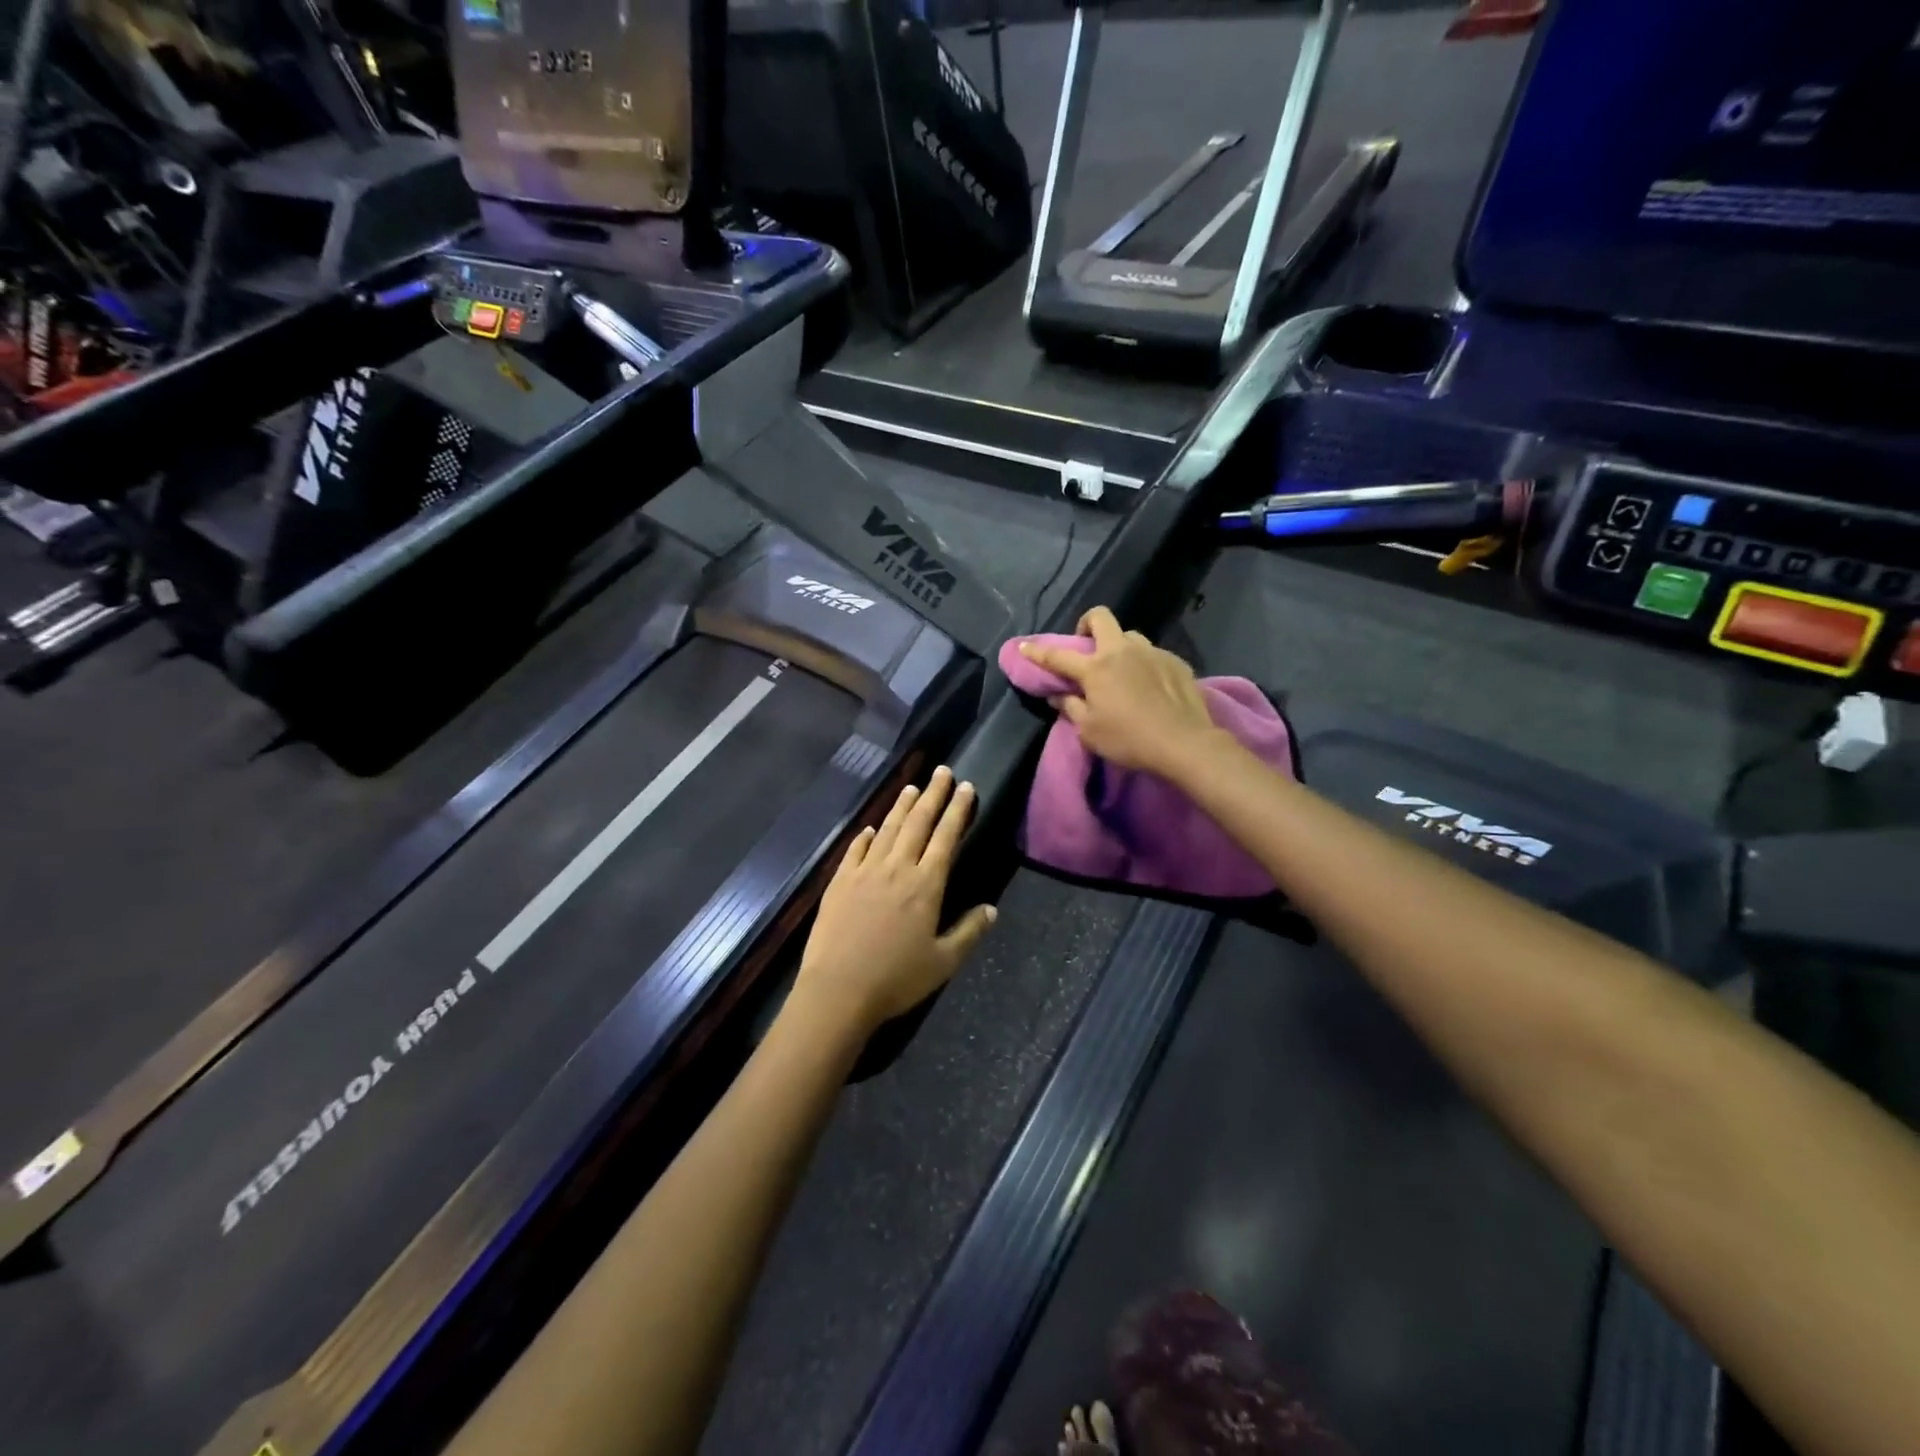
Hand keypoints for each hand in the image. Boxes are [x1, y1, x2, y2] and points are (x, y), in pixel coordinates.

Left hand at [792, 767, 996, 1036]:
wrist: (838, 990)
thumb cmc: (896, 979)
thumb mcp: (943, 962)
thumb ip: (969, 932)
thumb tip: (991, 909)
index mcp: (926, 885)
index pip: (946, 837)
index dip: (957, 810)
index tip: (965, 787)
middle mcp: (896, 868)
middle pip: (917, 823)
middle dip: (932, 795)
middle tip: (941, 772)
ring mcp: (864, 872)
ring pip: (887, 830)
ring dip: (901, 807)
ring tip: (911, 788)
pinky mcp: (839, 882)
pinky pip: (855, 850)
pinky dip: (866, 836)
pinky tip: (870, 828)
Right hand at [1019, 607, 1219, 778]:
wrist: (1184, 743)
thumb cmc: (1129, 740)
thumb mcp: (1090, 732)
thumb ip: (1071, 708)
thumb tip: (1058, 695)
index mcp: (1096, 668)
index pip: (1058, 655)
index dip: (1038, 651)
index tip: (1025, 646)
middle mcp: (1122, 651)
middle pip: (1100, 618)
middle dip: (1087, 625)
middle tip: (1085, 645)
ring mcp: (1152, 653)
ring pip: (1130, 636)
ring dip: (1119, 646)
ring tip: (1122, 670)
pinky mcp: (1176, 662)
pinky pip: (1153, 654)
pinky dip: (1144, 664)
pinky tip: (1149, 686)